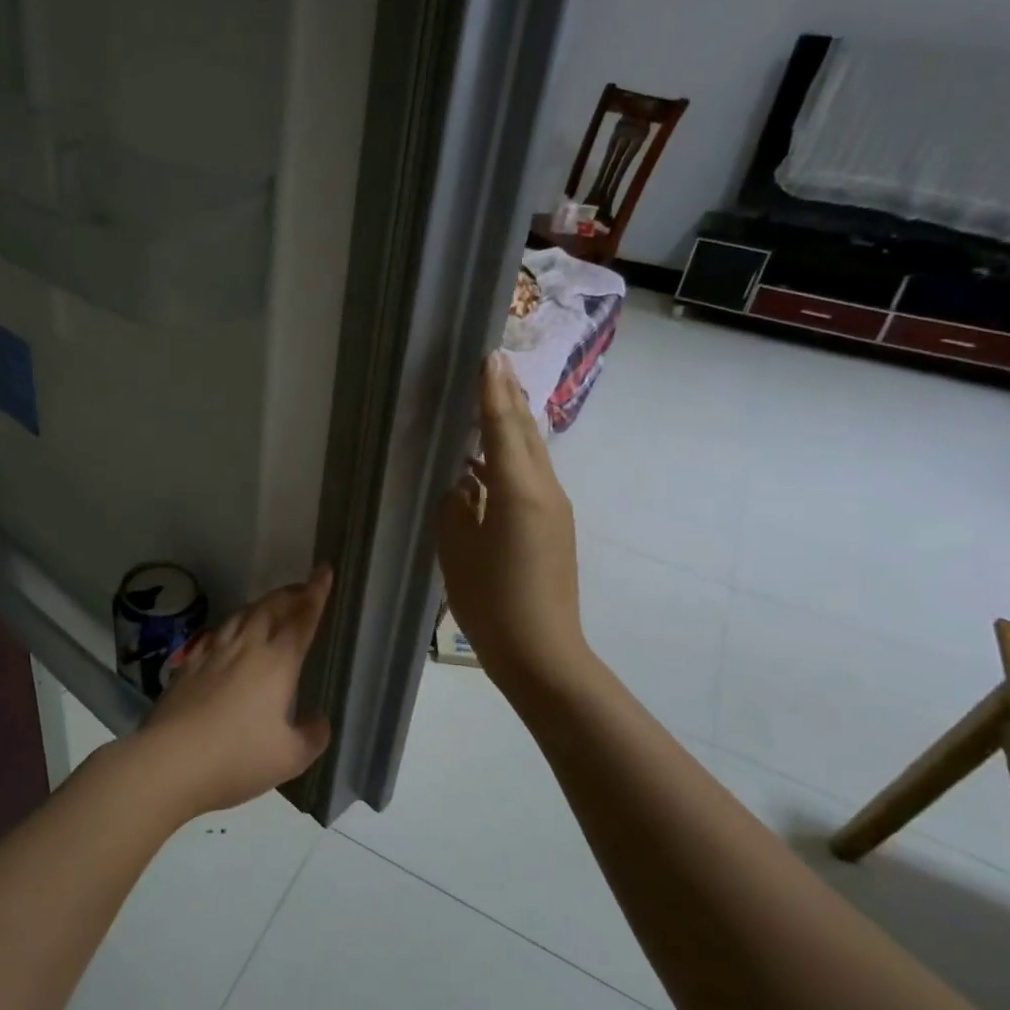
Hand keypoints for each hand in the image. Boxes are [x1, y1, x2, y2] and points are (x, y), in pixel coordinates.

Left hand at [132, 566, 335, 817]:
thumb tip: (319, 720)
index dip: (316, 594)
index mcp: (277, 663)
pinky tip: (228, 633)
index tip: (324, 570)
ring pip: (241, 616)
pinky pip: (216, 633)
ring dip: (261, 605)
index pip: (302, 619)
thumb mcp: (289, 758)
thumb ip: (312, 737)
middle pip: (270, 608)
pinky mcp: (188, 665)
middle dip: (289, 594)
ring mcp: (213, 653)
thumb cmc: (237, 759)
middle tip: (303, 588)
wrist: (170, 761)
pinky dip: (231, 625)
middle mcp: (246, 648)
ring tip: (271, 605)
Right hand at [436, 352, 594, 696]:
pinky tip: (490, 461)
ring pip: (531, 454)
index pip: (502, 428)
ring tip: (494, 398)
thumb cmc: (490, 601)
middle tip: (495, 364)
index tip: (488, 357)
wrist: (541, 651)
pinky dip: (512, 457)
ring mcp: (553, 508)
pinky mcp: (553, 526)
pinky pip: (531, 477)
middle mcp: (543, 490)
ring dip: (512, 425)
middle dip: (509, 397)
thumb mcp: (457, 550)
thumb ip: (456, 507)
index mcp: (517, 491)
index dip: (492, 393)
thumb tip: (463, 485)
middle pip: (524, 433)